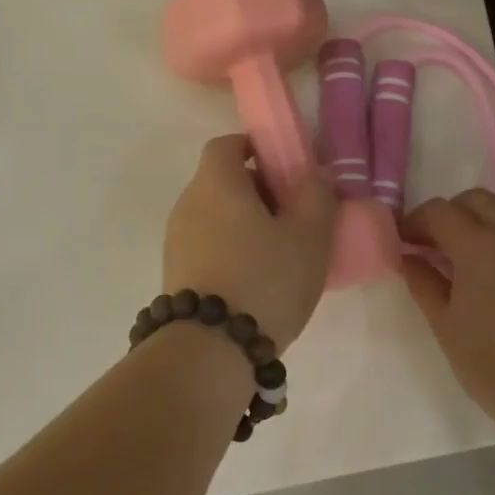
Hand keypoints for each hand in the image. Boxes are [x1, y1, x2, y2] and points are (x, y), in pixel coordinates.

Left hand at [162, 135, 336, 353]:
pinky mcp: (176, 273)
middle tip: (294, 213)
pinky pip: (207, 244)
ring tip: (280, 251)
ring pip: (215, 215)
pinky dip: (231, 248)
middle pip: (222, 180)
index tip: (286, 168)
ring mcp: (177, 240)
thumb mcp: (308, 236)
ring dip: (245, 222)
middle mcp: (188, 204)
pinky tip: (257, 278)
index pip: (227, 144)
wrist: (210, 349)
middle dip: (258, 189)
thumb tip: (318, 172)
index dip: (255, 148)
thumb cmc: (264, 279)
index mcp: (216, 183)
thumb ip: (318, 195)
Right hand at [401, 189, 494, 421]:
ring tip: (466, 244)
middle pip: (475, 199)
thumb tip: (407, 257)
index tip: (403, 241)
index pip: (440, 212)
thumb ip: (422, 282)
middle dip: (448, 212)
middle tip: (432, 242)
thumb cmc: (491, 363)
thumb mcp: (444, 324)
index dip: (415, 221)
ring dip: (481, 213)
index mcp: (479, 246)